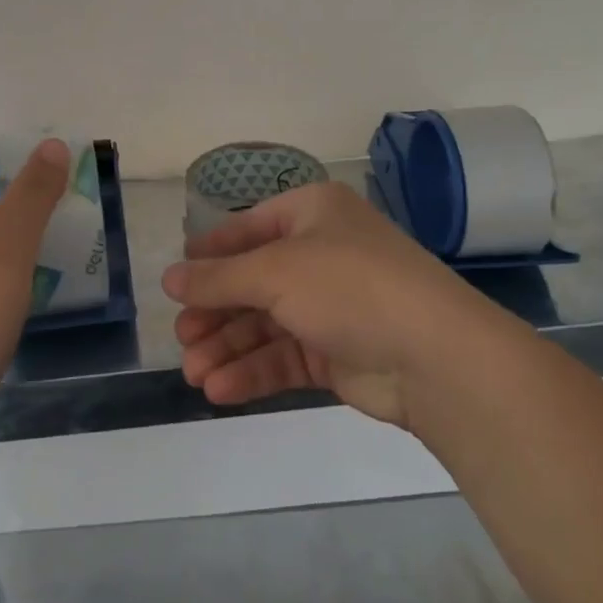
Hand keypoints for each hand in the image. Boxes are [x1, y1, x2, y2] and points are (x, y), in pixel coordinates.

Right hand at [164, 182, 500, 428]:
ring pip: (266, 324)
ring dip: (228, 348)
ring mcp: (331, 305)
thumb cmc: (348, 286)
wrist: (434, 354)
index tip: (175, 281)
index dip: (211, 253)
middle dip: (215, 312)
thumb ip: (218, 278)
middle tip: (182, 339)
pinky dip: (253, 372)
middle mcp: (321, 253)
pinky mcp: (337, 352)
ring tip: (194, 375)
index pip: (249, 227)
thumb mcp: (275, 271)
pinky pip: (285, 356)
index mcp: (312, 213)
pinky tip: (221, 389)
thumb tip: (168, 278)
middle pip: (253, 281)